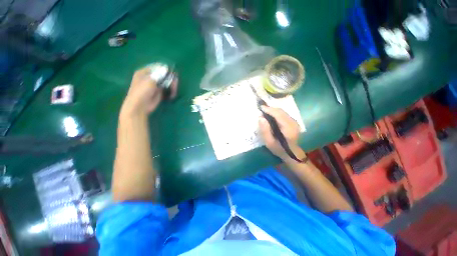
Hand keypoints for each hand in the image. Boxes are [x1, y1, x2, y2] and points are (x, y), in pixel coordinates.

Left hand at [121, 68, 177, 116]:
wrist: (140, 106)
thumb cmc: (142, 92)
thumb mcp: (150, 80)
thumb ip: (159, 74)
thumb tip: (167, 68)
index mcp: (145, 72)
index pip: (157, 67)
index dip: (165, 69)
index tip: (172, 72)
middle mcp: (151, 78)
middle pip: (164, 75)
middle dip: (171, 78)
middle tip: (175, 83)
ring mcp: (156, 85)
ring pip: (167, 82)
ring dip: (172, 85)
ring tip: (174, 91)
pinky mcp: (160, 92)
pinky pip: (168, 89)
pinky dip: (171, 91)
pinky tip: (172, 95)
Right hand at [258, 106, 304, 160]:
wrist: (292, 154)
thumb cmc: (279, 149)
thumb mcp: (269, 142)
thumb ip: (265, 130)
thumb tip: (261, 118)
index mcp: (288, 128)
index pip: (278, 114)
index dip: (269, 110)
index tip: (260, 107)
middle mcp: (293, 123)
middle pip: (281, 111)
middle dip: (270, 109)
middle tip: (261, 109)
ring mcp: (294, 122)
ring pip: (282, 111)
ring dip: (273, 110)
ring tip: (264, 111)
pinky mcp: (293, 122)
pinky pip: (284, 114)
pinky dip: (276, 113)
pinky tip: (271, 115)